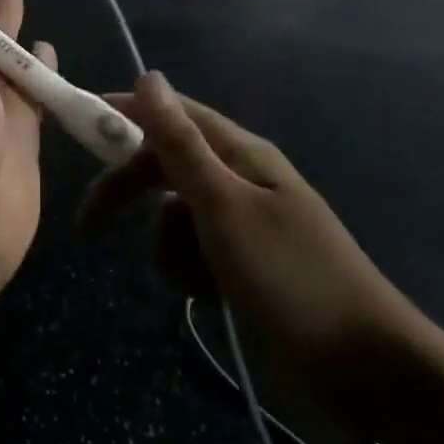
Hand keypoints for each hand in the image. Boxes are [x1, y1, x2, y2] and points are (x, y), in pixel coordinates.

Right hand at [80, 73, 425, 405]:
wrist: (364, 368)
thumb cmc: (290, 278)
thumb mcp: (224, 205)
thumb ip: (180, 143)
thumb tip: (149, 75)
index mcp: (241, 154)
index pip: (172, 115)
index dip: (125, 115)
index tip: (79, 125)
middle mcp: (240, 180)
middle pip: (166, 167)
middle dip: (129, 192)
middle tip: (88, 226)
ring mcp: (243, 225)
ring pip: (174, 217)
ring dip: (169, 246)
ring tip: (196, 277)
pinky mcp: (244, 265)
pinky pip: (194, 253)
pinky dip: (190, 272)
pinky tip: (210, 296)